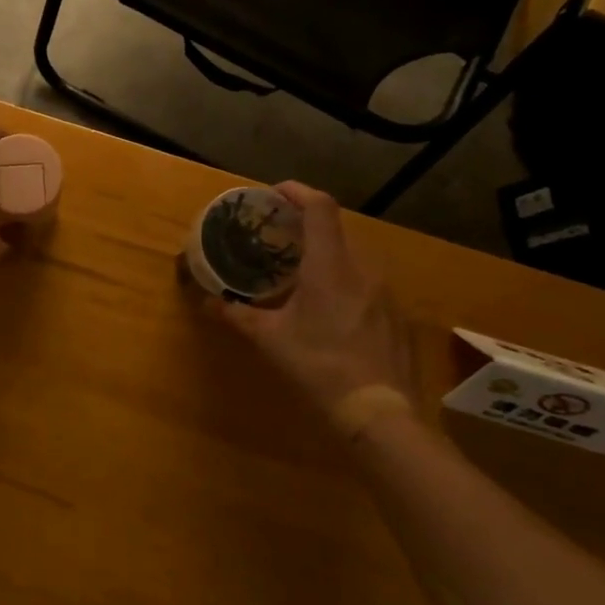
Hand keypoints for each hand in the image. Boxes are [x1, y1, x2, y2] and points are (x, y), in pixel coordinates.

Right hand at [216, 182, 414, 413]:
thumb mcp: (270, 339)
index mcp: (330, 264)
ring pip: (353, 256)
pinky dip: (345, 280)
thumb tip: (207, 302)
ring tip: (301, 272)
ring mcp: (385, 291)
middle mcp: (362, 268)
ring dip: (327, 254)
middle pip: (336, 229)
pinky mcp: (397, 314)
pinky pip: (368, 282)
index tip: (274, 194)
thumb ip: (237, 315)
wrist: (380, 413)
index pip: (320, 206)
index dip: (297, 191)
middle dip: (306, 226)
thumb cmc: (319, 365)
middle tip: (279, 237)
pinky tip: (330, 308)